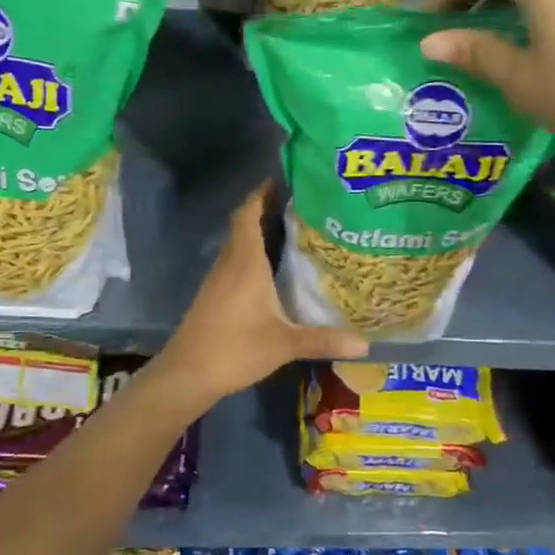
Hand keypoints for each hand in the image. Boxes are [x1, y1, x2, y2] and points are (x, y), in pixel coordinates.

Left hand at [157, 185, 367, 404]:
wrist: (187, 374)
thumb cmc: (234, 349)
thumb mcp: (284, 344)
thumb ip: (324, 339)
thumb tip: (367, 343)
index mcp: (245, 262)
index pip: (249, 214)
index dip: (263, 193)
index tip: (286, 180)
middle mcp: (230, 263)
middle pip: (245, 224)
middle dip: (268, 209)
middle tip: (303, 205)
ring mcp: (219, 279)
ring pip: (239, 244)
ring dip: (260, 232)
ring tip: (294, 230)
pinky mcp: (215, 295)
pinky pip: (236, 262)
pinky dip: (254, 254)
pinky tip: (273, 268)